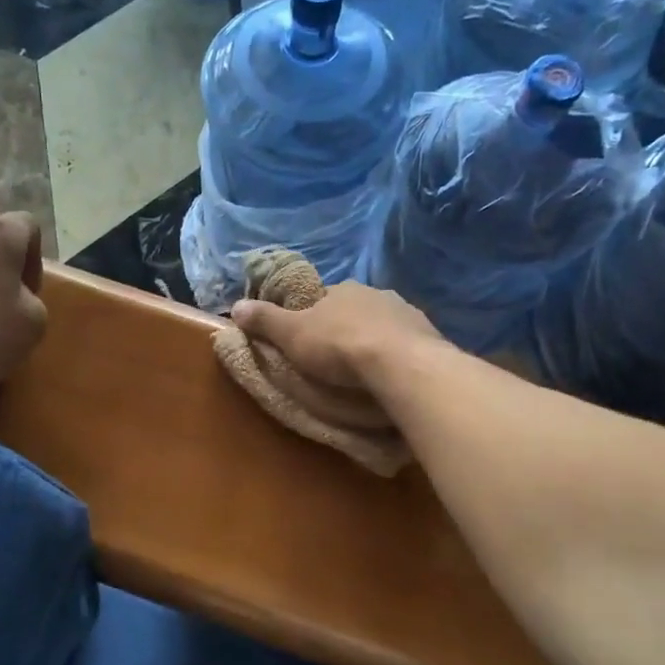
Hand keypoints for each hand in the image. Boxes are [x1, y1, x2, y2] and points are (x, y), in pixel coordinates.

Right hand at [228, 280, 441, 393]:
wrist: (399, 363)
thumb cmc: (338, 346)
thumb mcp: (291, 334)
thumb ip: (265, 320)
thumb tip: (235, 305)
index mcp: (343, 290)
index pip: (324, 298)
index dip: (315, 316)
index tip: (310, 338)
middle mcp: (377, 294)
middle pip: (356, 310)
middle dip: (348, 328)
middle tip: (339, 358)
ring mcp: (407, 313)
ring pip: (384, 325)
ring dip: (376, 341)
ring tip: (368, 370)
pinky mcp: (429, 336)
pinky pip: (408, 344)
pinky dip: (398, 356)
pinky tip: (393, 374)